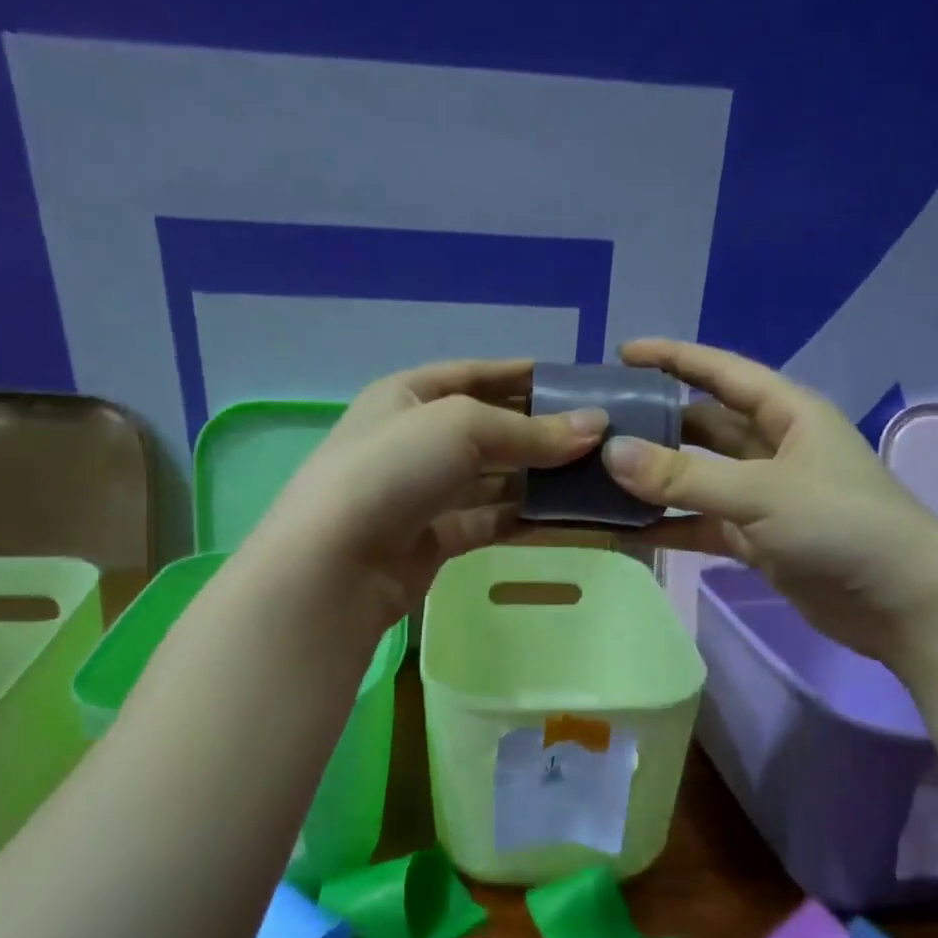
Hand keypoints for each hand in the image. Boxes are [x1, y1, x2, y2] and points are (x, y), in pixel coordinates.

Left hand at [248, 358, 607, 635]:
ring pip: (492, 479)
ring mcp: (423, 493)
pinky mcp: (434, 539)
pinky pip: (489, 521)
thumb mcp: (463, 427)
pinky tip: (563, 519)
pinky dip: (523, 519)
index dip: (523, 376)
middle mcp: (414, 440)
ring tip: (594, 479)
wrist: (337, 562)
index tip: (577, 383)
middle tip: (600, 438)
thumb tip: (597, 426)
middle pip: (488, 429)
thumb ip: (531, 431)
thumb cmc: (394, 469)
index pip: (474, 375)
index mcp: (408, 395)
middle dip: (540, 433)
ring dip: (537, 479)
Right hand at [604, 339, 937, 663]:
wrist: (900, 602)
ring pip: (700, 479)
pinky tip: (628, 532)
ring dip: (658, 480)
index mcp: (788, 414)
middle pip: (705, 426)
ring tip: (602, 477)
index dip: (674, 359)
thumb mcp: (760, 493)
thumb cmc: (840, 525)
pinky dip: (671, 528)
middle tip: (601, 426)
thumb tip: (613, 453)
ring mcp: (765, 498)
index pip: (722, 373)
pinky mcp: (759, 541)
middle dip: (658, 424)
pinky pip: (704, 525)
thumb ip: (685, 477)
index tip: (622, 354)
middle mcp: (775, 449)